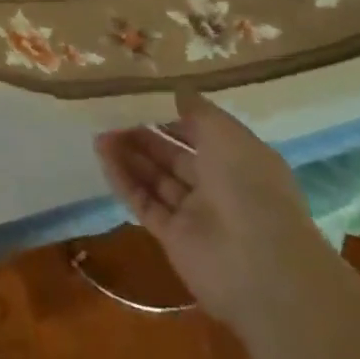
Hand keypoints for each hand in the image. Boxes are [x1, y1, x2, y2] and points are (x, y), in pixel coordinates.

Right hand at [94, 91, 334, 326]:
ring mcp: (195, 214)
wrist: (261, 268)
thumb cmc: (249, 186)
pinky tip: (102, 158)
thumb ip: (197, 110)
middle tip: (110, 115)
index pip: (201, 134)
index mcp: (239, 160)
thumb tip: (177, 90)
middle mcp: (218, 187)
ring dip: (129, 156)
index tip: (141, 98)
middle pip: (174, 157)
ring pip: (156, 179)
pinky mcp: (173, 238)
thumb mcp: (226, 133)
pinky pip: (144, 203)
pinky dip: (124, 181)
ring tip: (99, 134)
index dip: (172, 116)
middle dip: (144, 136)